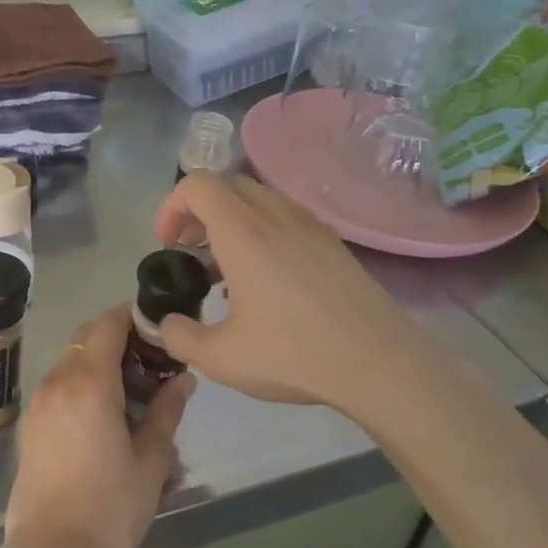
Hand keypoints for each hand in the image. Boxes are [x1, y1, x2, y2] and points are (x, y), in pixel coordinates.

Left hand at [2, 304, 194, 547]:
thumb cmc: (109, 508)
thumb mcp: (151, 461)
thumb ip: (167, 412)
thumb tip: (184, 379)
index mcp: (89, 384)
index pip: (108, 325)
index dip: (132, 315)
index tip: (158, 323)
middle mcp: (58, 381)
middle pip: (87, 337)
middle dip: (118, 335)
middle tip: (152, 355)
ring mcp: (40, 400)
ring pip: (71, 358)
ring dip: (99, 358)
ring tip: (133, 384)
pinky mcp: (31, 422)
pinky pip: (59, 382)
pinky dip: (82, 378)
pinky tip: (105, 408)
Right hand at [153, 171, 437, 416]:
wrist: (380, 363)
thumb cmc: (295, 354)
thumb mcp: (221, 358)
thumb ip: (180, 337)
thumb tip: (166, 324)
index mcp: (242, 232)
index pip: (197, 184)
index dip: (172, 206)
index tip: (168, 243)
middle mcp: (275, 215)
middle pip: (226, 185)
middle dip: (198, 210)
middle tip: (190, 249)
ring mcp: (309, 225)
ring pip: (258, 198)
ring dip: (231, 218)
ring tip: (226, 266)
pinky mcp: (332, 242)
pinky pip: (285, 216)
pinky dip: (262, 230)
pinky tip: (267, 280)